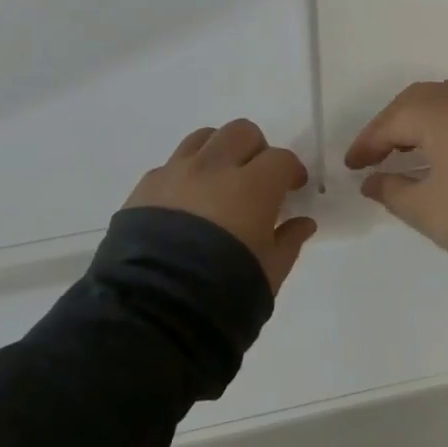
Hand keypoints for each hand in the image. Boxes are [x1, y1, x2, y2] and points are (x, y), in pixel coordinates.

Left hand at [123, 120, 316, 292]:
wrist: (153, 314)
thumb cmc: (225, 294)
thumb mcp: (270, 273)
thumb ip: (289, 241)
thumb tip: (303, 222)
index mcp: (252, 185)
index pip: (280, 158)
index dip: (291, 171)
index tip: (293, 189)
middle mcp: (214, 168)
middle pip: (241, 132)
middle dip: (254, 150)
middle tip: (255, 179)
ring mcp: (175, 174)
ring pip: (203, 138)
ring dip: (218, 152)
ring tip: (218, 182)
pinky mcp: (144, 188)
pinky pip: (170, 165)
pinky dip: (184, 175)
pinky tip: (184, 206)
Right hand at [345, 80, 447, 262]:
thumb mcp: (422, 208)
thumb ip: (391, 190)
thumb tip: (371, 181)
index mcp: (436, 112)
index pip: (391, 122)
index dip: (367, 144)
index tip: (352, 166)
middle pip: (417, 101)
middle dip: (392, 125)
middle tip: (376, 154)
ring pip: (444, 102)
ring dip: (420, 122)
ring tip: (405, 151)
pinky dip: (445, 126)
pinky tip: (440, 151)